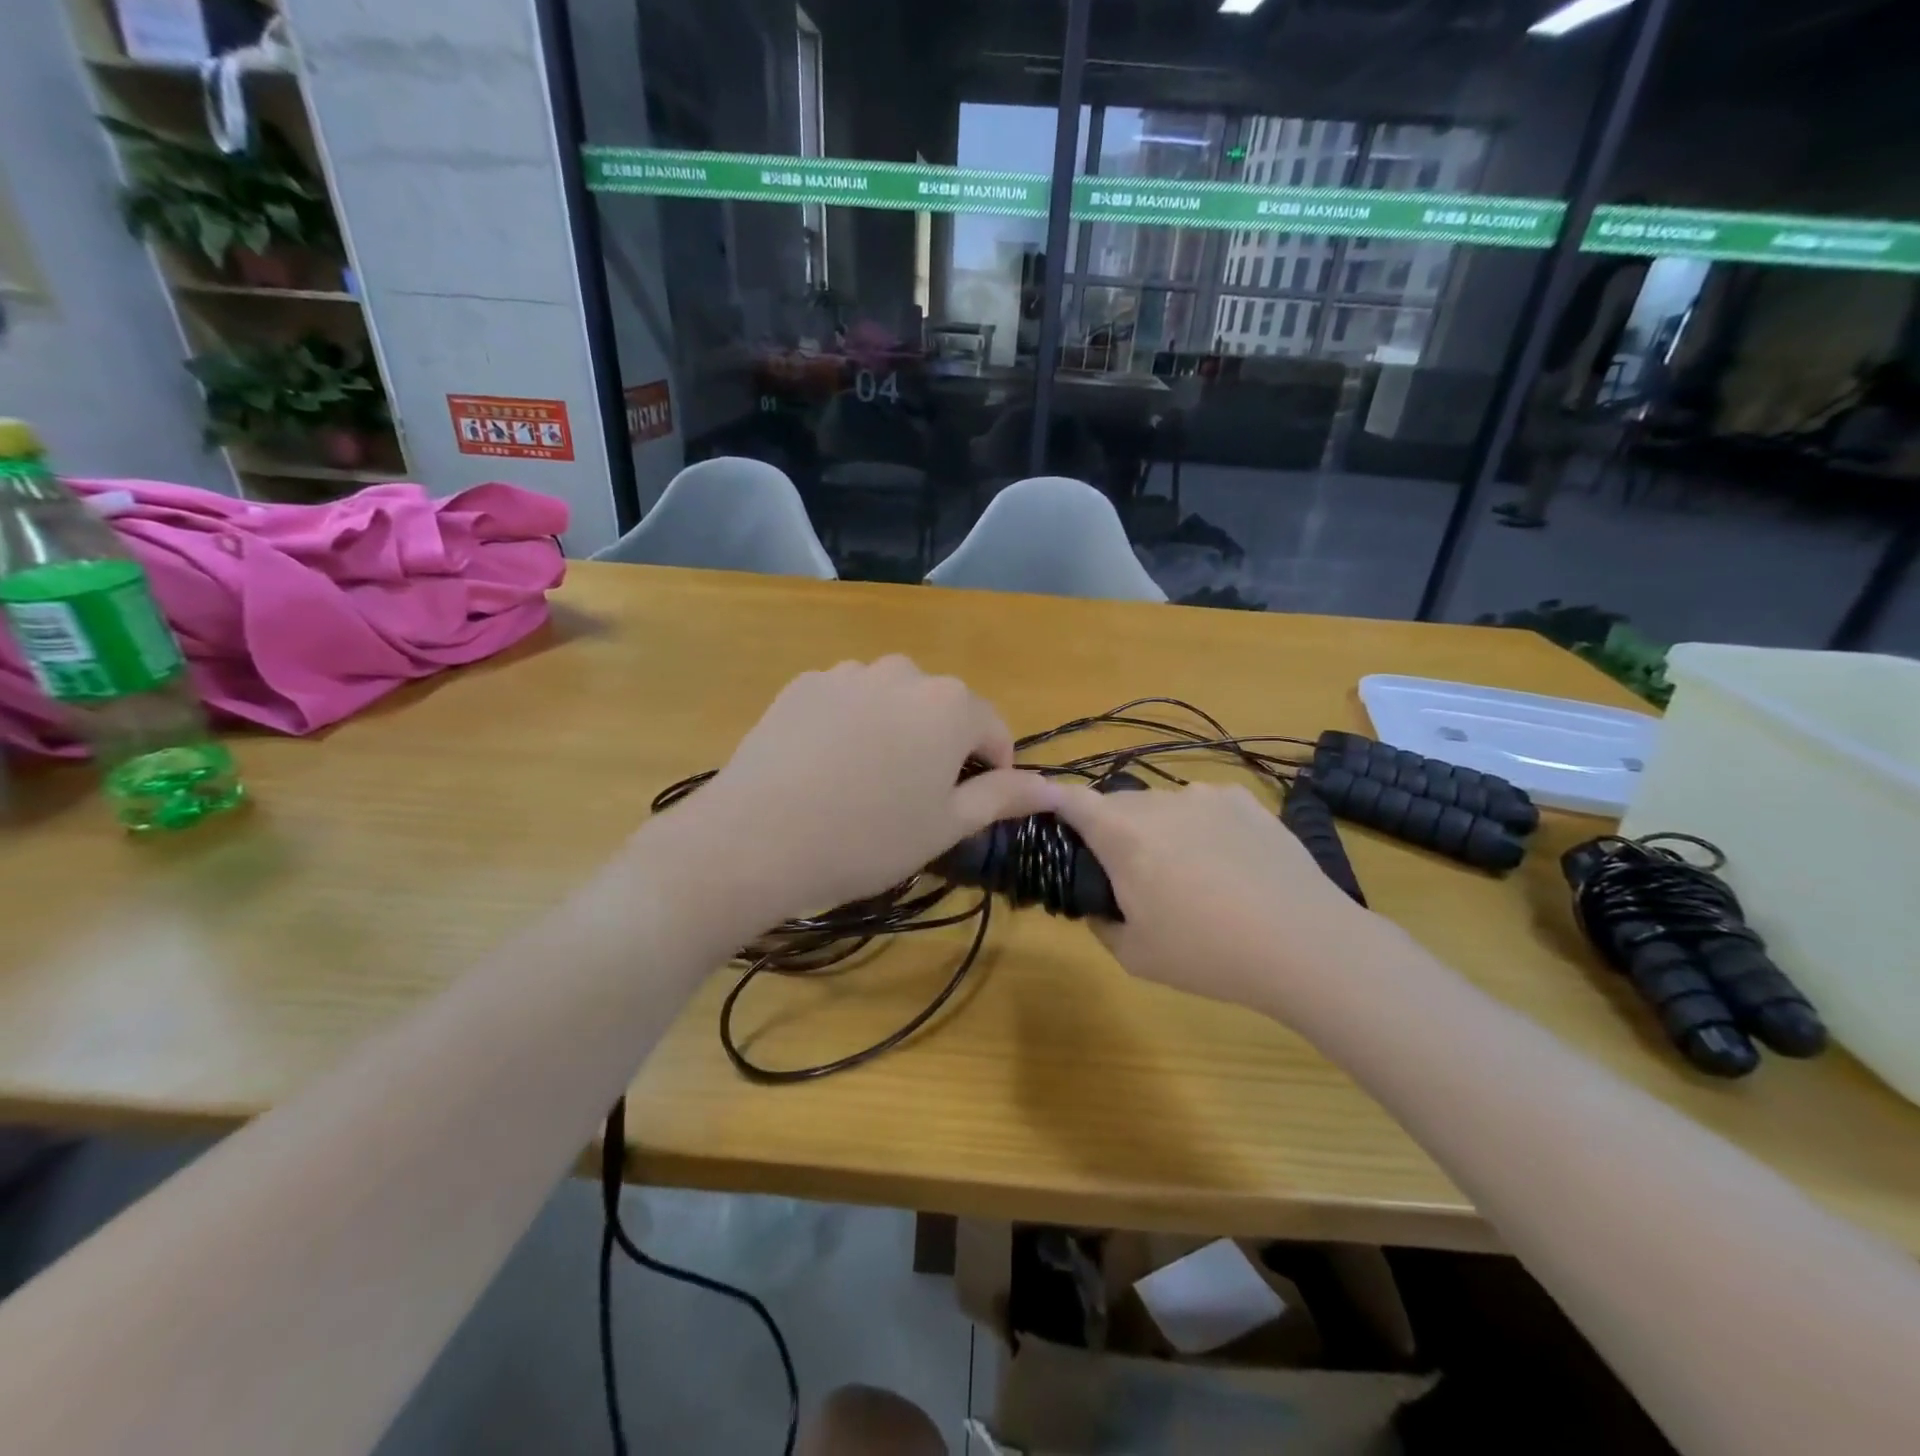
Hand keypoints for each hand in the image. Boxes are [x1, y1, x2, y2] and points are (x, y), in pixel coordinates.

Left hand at [682, 658, 1059, 919]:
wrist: (755, 839)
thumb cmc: (867, 838)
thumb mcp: (946, 825)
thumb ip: (1004, 797)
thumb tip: (1054, 787)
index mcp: (950, 704)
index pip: (993, 731)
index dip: (991, 772)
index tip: (968, 808)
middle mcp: (903, 672)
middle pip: (942, 710)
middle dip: (941, 748)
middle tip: (913, 800)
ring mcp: (847, 673)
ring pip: (893, 701)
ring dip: (896, 732)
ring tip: (866, 783)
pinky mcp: (803, 684)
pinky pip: (846, 700)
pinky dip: (851, 725)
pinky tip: (826, 767)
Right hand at [1051, 781, 1387, 1012]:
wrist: (1306, 945)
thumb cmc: (1208, 953)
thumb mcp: (1134, 955)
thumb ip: (1100, 921)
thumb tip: (1097, 901)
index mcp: (1122, 833)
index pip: (1070, 798)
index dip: (1053, 805)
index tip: (1052, 825)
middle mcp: (1159, 801)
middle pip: (1117, 805)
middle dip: (1113, 833)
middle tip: (1133, 878)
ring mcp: (1206, 796)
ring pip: (1163, 807)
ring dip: (1161, 831)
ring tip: (1192, 876)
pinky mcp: (1246, 801)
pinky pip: (1205, 807)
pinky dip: (1203, 828)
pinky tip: (1230, 865)